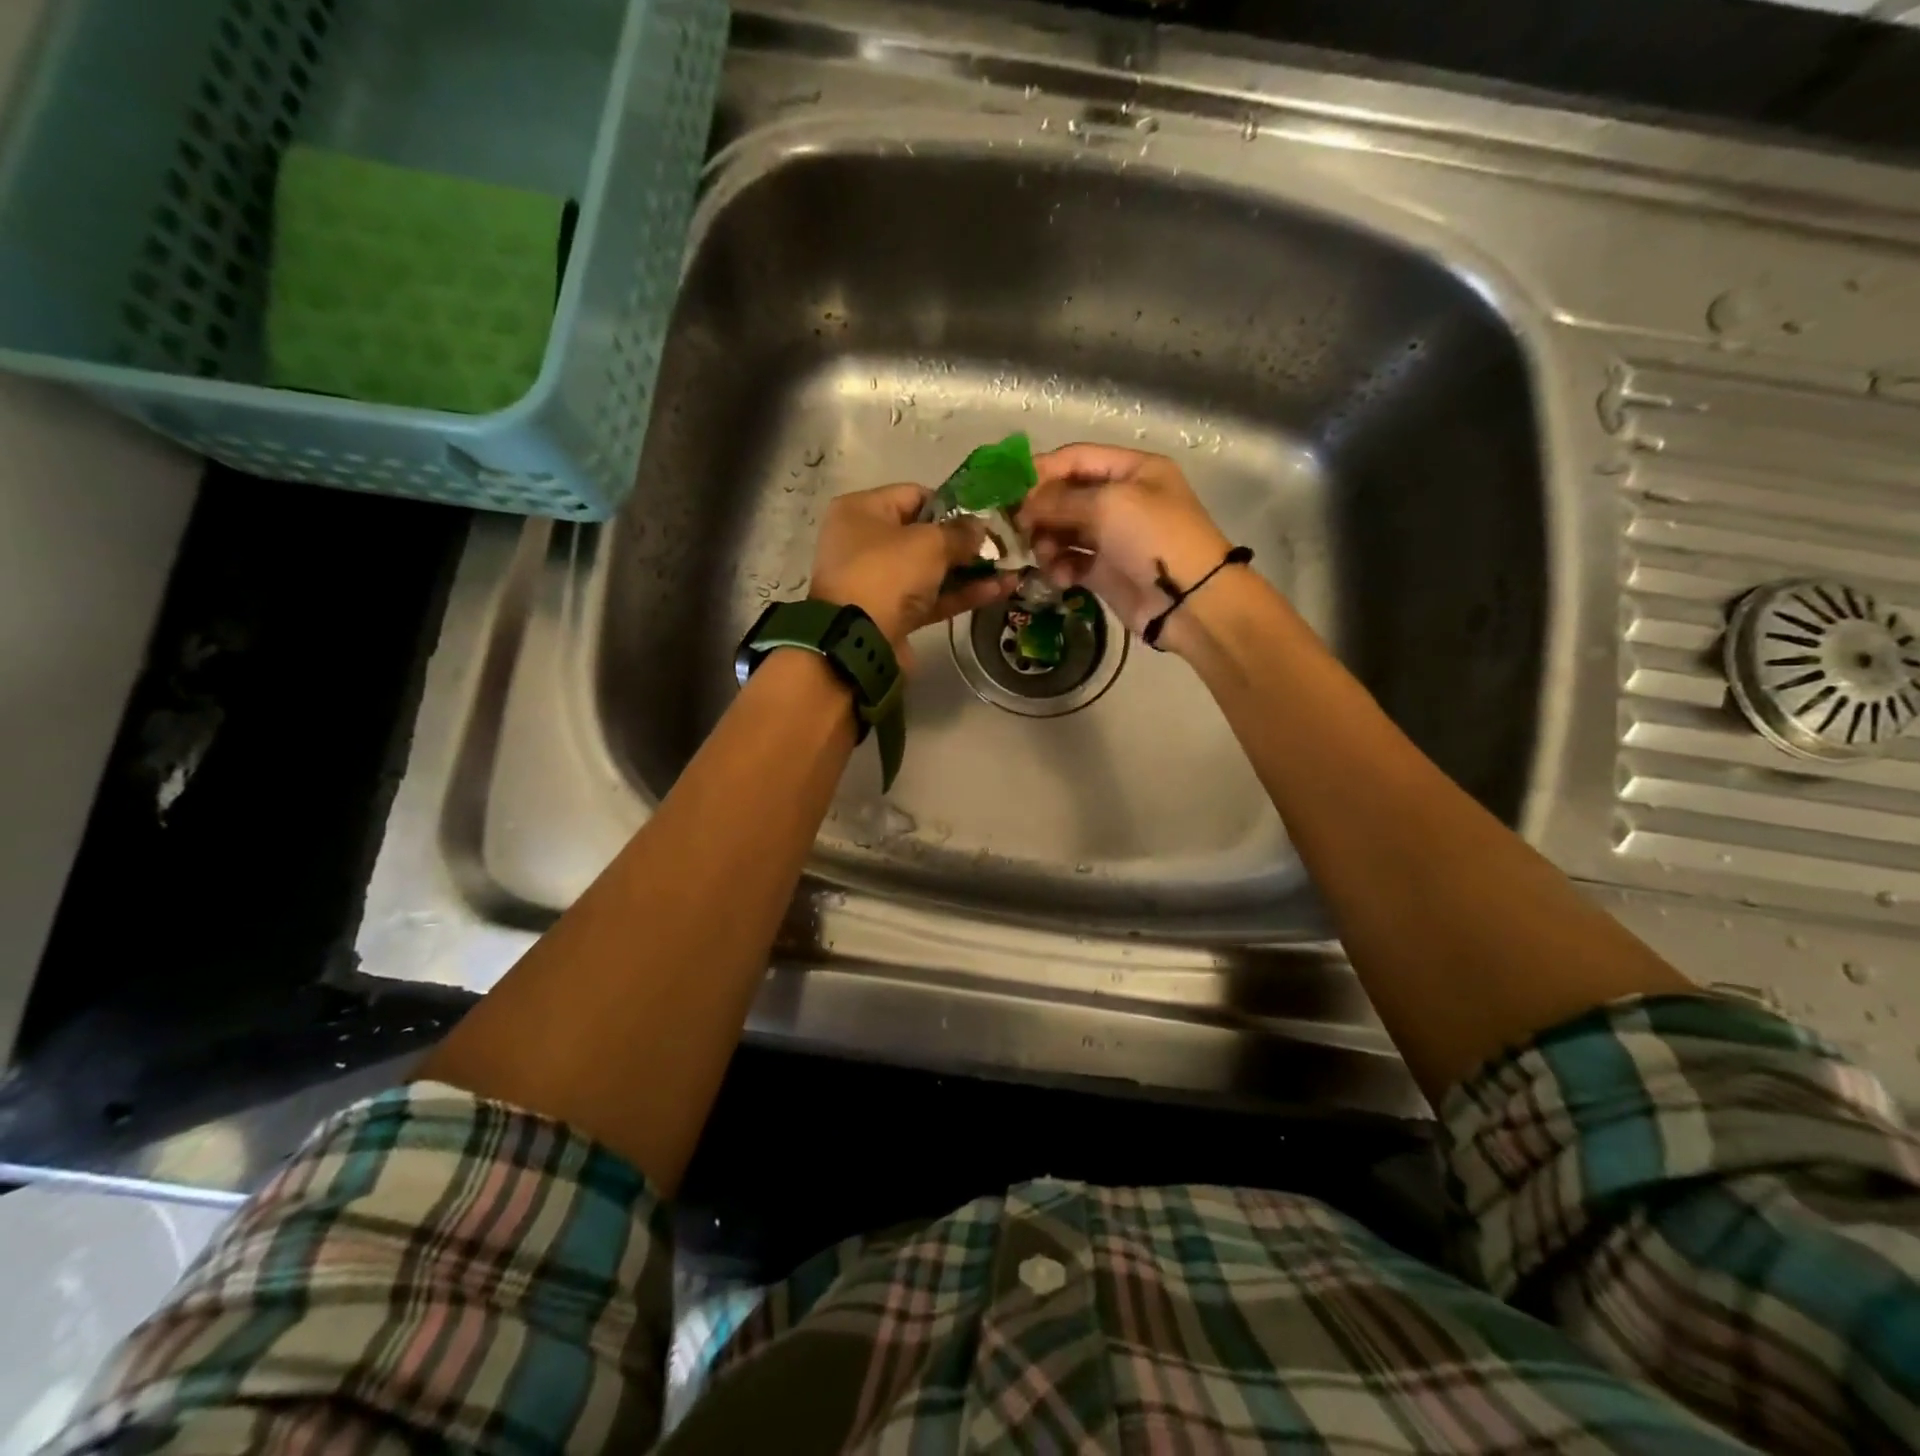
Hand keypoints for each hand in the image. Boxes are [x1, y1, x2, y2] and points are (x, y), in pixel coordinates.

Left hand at [809, 483, 1017, 667]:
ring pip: (930, 570)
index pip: (914, 495)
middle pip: (923, 535)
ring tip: (1009, 570)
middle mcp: (865, 542)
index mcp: (862, 511)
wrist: (857, 640)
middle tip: (1002, 545)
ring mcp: (878, 581)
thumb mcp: (929, 543)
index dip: (952, 504)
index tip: (984, 516)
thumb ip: (960, 533)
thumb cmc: (887, 573)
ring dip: (968, 571)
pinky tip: (997, 591)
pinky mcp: (892, 614)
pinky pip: (930, 598)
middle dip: (964, 542)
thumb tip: (981, 528)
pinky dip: (959, 595)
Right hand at [1016, 445, 1234, 638]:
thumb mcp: (1108, 505)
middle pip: (1066, 495)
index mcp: (1132, 470)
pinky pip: (1071, 561)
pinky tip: (1062, 578)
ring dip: (1048, 542)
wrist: (1188, 600)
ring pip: (1064, 530)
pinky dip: (1061, 567)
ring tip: (1045, 556)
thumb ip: (1060, 500)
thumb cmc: (1153, 538)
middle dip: (1041, 511)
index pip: (1076, 458)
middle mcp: (1122, 498)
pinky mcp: (1105, 570)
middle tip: (1018, 529)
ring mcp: (1113, 536)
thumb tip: (1023, 507)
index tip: (1009, 490)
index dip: (1042, 471)